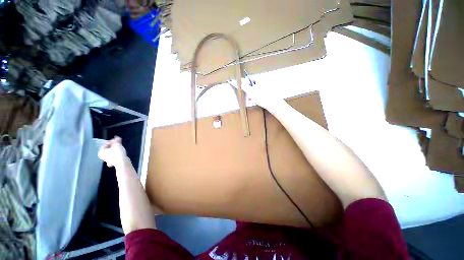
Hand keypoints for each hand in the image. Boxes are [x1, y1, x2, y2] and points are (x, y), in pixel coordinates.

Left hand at [98, 136, 127, 168]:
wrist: (122, 162)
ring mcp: (108, 160)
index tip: (117, 140)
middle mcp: (102, 157)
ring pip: (111, 153)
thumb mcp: (117, 145)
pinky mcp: (113, 162)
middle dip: (113, 146)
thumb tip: (116, 137)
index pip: (106, 144)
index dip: (111, 141)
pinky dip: (117, 154)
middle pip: (108, 149)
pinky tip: (120, 153)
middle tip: (119, 143)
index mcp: (101, 152)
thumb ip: (116, 140)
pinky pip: (114, 157)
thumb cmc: (117, 153)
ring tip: (120, 147)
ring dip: (115, 150)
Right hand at [236, 80, 284, 111]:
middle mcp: (265, 81)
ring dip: (254, 95)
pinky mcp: (270, 93)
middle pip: (254, 85)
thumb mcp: (250, 92)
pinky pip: (262, 93)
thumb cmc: (262, 97)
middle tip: (248, 97)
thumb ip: (245, 87)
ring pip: (258, 90)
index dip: (246, 85)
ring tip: (252, 101)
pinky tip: (257, 102)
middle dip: (250, 92)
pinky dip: (259, 97)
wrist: (273, 104)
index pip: (251, 79)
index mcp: (260, 79)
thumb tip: (242, 84)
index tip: (244, 90)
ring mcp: (268, 87)